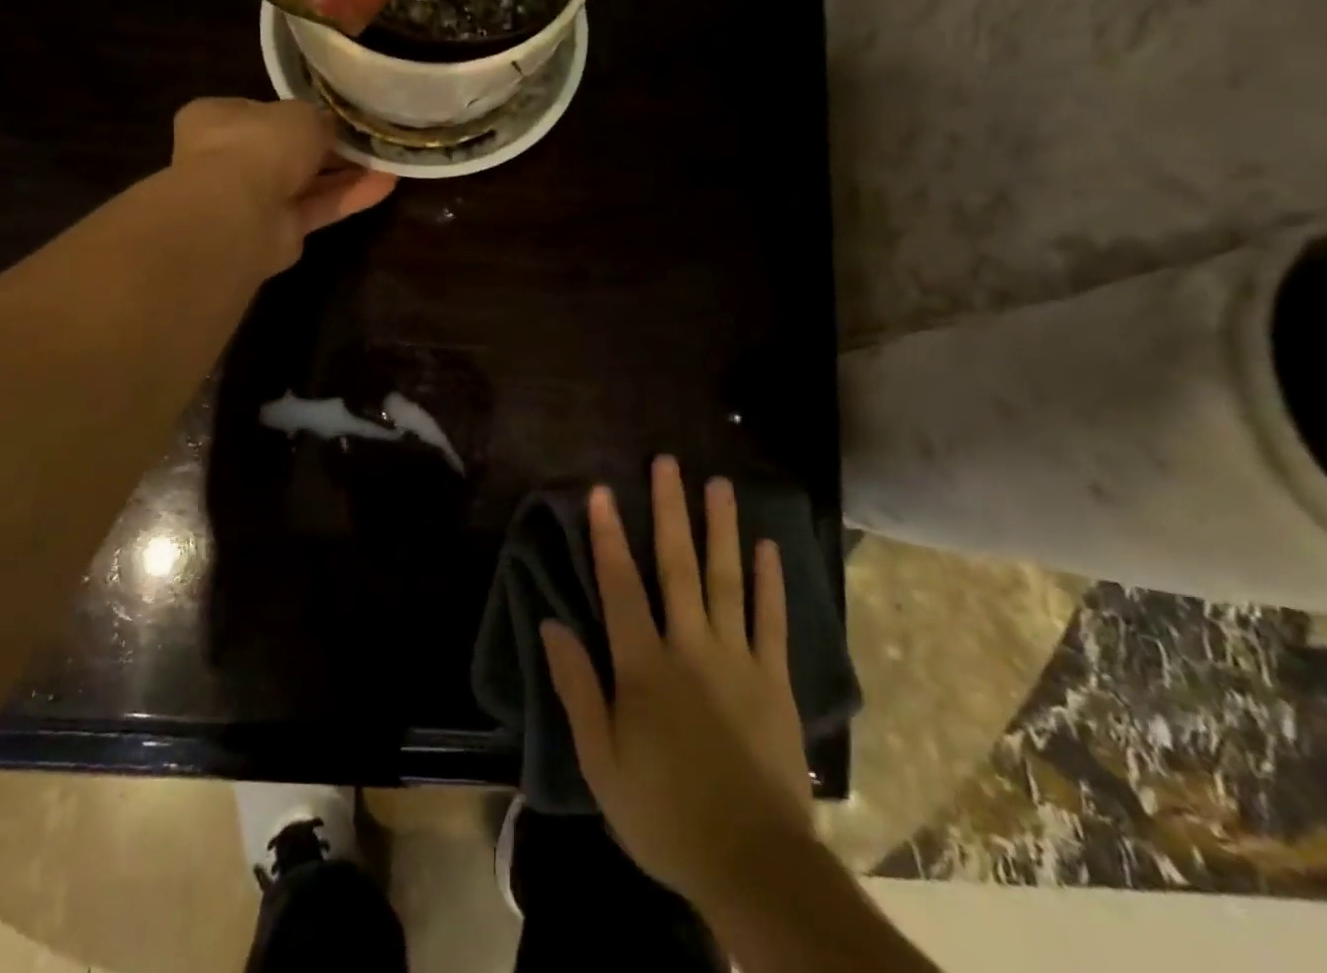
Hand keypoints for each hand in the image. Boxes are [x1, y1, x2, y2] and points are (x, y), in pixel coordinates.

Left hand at [170, 98, 395, 275]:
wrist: (237, 214)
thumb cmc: (258, 145)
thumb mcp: (299, 115)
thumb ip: (319, 120)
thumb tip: (332, 128)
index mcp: (218, 119)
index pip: (263, 112)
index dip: (300, 114)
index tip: (336, 115)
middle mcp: (231, 158)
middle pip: (289, 150)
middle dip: (330, 147)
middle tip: (370, 139)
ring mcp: (254, 198)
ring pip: (308, 181)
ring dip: (347, 172)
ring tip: (388, 161)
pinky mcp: (279, 231)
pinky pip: (319, 208)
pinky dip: (350, 196)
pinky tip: (386, 184)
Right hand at [541, 457, 813, 913]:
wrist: (752, 864)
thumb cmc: (663, 813)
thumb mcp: (600, 761)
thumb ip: (577, 688)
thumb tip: (552, 624)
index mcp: (644, 666)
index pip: (620, 586)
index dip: (608, 536)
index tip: (601, 491)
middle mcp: (690, 647)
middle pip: (678, 567)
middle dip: (670, 511)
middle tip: (669, 463)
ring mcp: (737, 660)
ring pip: (726, 581)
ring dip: (721, 529)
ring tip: (720, 485)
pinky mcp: (774, 681)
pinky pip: (772, 622)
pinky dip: (770, 583)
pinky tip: (768, 547)